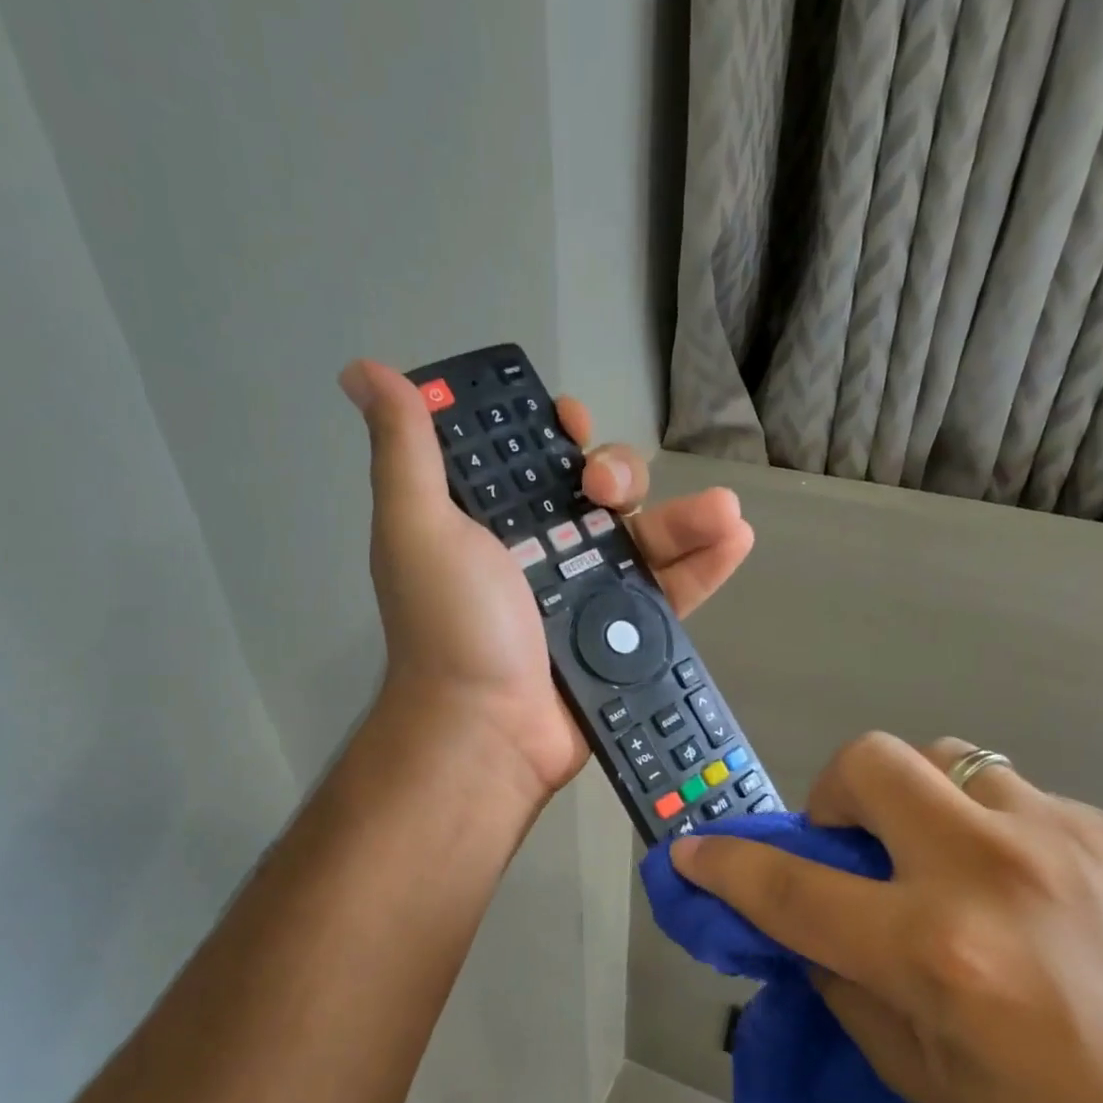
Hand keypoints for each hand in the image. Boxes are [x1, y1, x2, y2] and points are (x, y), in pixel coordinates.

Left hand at [341, 359, 753, 804]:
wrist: (487, 731)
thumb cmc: (452, 626)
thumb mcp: (417, 529)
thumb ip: (406, 451)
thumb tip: (365, 371)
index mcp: (497, 523)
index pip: (535, 461)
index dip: (556, 434)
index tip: (569, 426)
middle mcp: (546, 552)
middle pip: (601, 492)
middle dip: (619, 474)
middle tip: (609, 491)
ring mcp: (591, 595)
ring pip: (648, 537)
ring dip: (687, 514)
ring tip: (725, 510)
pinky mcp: (626, 635)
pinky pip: (673, 591)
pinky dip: (706, 565)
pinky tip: (737, 537)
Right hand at [671, 733, 1102, 1102]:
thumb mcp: (919, 1072)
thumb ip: (842, 982)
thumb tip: (798, 922)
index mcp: (933, 952)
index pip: (792, 887)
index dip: (727, 863)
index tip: (693, 849)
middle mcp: (985, 873)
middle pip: (868, 763)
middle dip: (834, 794)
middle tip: (856, 846)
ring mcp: (1056, 835)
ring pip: (942, 758)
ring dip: (918, 801)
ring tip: (946, 856)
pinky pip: (1012, 793)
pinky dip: (989, 827)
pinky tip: (1029, 886)